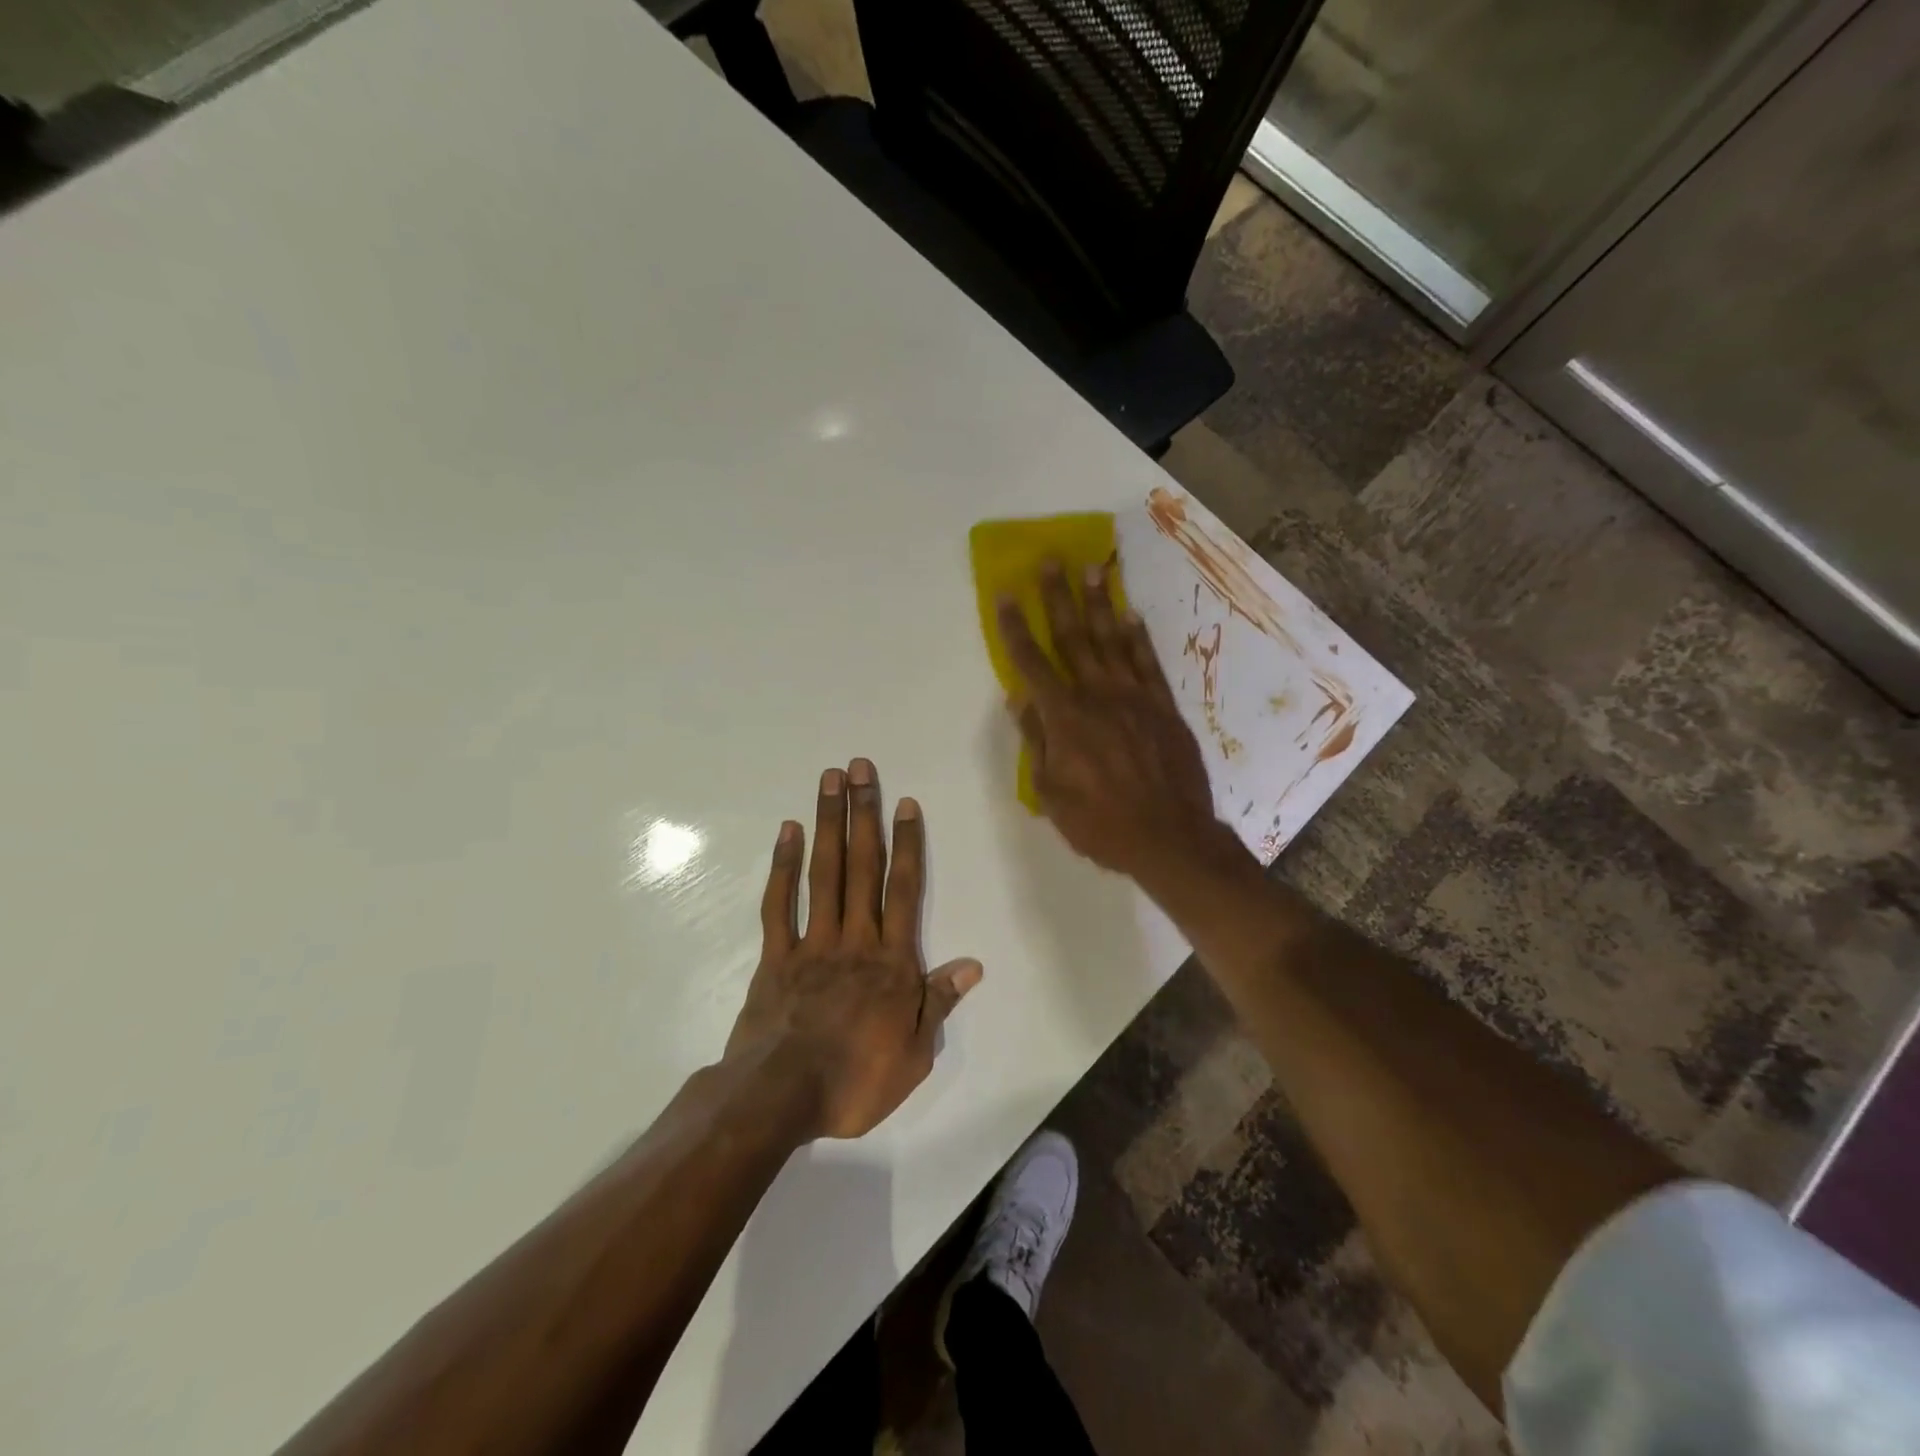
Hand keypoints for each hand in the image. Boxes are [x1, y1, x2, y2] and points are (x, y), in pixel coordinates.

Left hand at [725, 759, 982, 1140]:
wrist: (781, 1097)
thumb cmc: (856, 1080)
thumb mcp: (915, 1054)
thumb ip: (940, 1003)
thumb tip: (972, 964)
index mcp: (892, 961)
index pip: (904, 890)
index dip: (907, 844)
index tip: (905, 803)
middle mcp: (855, 938)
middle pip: (862, 866)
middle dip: (864, 814)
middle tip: (862, 767)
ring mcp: (812, 942)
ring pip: (824, 873)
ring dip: (829, 824)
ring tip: (830, 781)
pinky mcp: (776, 955)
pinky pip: (780, 903)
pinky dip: (784, 866)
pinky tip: (788, 832)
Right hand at [998, 562, 1222, 881]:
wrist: (1170, 838)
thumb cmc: (1101, 823)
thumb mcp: (1051, 793)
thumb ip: (1036, 741)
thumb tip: (1019, 699)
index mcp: (1064, 717)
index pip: (1032, 663)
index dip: (1015, 627)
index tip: (1004, 595)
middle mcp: (1098, 696)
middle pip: (1073, 638)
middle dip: (1058, 597)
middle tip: (1052, 560)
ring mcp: (1135, 697)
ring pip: (1112, 641)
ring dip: (1100, 603)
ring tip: (1093, 569)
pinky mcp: (1164, 707)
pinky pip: (1148, 663)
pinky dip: (1138, 637)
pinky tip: (1131, 615)